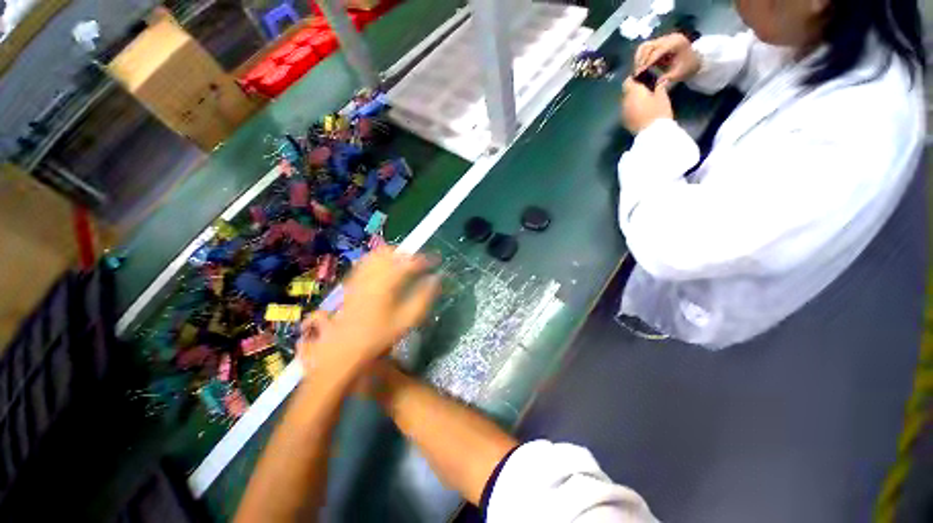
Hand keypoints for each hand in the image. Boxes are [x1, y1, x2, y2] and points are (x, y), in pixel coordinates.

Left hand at [297, 247, 439, 378]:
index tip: (436, 260)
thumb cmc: (379, 335)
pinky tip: (386, 269)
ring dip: (395, 254)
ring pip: (379, 253)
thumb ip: (424, 297)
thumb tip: (436, 279)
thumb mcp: (407, 320)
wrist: (345, 348)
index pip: (410, 262)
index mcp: (388, 283)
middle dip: (409, 254)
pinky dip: (380, 258)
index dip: (425, 258)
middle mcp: (373, 274)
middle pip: (393, 252)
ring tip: (405, 264)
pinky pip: (367, 260)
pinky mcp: (353, 280)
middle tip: (420, 263)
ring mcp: (360, 276)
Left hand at [621, 78, 672, 133]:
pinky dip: (632, 109)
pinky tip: (640, 111)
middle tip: (645, 89)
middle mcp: (624, 102)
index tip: (642, 78)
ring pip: (626, 103)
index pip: (627, 81)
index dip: (633, 79)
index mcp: (633, 92)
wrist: (652, 133)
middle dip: (634, 90)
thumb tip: (660, 80)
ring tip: (644, 101)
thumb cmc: (658, 111)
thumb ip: (660, 86)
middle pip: (626, 93)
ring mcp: (623, 113)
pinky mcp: (624, 122)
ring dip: (632, 101)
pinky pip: (627, 112)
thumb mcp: (662, 96)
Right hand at [633, 33, 700, 87]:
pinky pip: (645, 48)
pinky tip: (640, 66)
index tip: (639, 73)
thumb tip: (656, 83)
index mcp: (676, 43)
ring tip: (637, 70)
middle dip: (641, 60)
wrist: (694, 60)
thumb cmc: (687, 68)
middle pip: (648, 46)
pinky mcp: (659, 42)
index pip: (657, 52)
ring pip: (644, 46)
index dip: (647, 63)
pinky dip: (640, 57)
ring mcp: (663, 39)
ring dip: (639, 58)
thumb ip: (667, 77)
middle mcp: (668, 38)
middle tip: (637, 73)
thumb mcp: (679, 74)